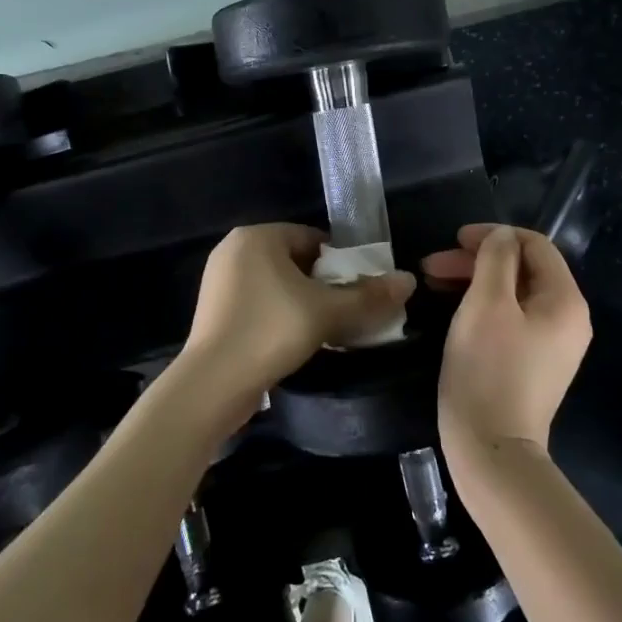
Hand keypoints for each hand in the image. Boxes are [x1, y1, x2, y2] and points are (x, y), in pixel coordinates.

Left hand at [177, 224, 415, 416]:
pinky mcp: (214, 310)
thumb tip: (409, 280)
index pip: (312, 238)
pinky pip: (258, 302)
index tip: (359, 290)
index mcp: (257, 236)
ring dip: (303, 302)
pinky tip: (294, 340)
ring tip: (325, 329)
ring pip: (277, 284)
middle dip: (323, 285)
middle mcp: (233, 249)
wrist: (212, 385)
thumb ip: (369, 296)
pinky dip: (279, 315)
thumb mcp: (327, 312)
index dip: (341, 263)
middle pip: (295, 261)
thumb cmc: (271, 331)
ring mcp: (219, 280)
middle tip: (346, 312)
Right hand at [426, 224, 591, 468]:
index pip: (534, 245)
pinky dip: (482, 305)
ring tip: (433, 282)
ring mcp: (552, 344)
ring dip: (474, 280)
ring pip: (513, 293)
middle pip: (523, 269)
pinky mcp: (533, 363)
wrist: (492, 449)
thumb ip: (496, 258)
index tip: (454, 240)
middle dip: (477, 260)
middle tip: (432, 265)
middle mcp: (568, 319)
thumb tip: (503, 236)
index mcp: (565, 300)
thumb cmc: (488, 370)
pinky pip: (511, 318)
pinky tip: (452, 308)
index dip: (494, 235)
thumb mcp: (486, 303)